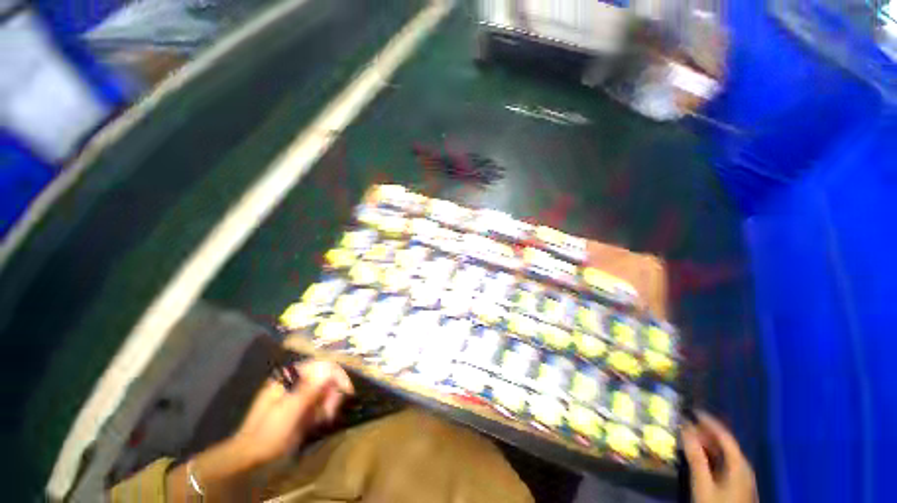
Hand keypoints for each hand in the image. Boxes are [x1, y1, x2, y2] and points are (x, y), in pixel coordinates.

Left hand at [230, 360, 353, 466]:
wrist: (250, 457)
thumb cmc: (268, 432)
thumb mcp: (289, 411)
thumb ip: (310, 389)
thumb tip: (330, 370)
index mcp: (290, 376)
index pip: (322, 365)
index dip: (337, 375)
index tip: (347, 391)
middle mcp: (297, 381)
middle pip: (326, 377)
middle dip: (332, 393)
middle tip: (330, 412)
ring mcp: (299, 394)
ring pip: (326, 390)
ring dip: (329, 403)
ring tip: (325, 419)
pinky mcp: (302, 406)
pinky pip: (321, 402)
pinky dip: (324, 410)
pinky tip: (320, 421)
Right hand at [682, 411, 757, 502]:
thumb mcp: (703, 484)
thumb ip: (696, 457)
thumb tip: (685, 429)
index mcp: (739, 464)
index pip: (724, 436)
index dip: (709, 421)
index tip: (692, 411)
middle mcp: (744, 467)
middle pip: (725, 444)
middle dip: (705, 433)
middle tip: (685, 426)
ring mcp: (743, 477)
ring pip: (724, 454)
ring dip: (707, 445)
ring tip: (689, 439)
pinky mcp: (738, 485)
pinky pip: (725, 463)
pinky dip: (711, 455)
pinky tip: (700, 457)